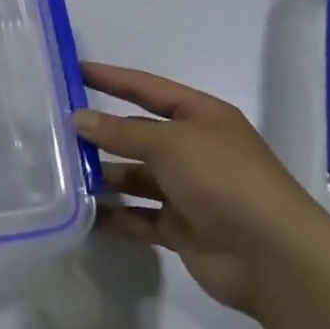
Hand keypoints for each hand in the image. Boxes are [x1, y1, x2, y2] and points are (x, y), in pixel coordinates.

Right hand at [76, 62, 329, 318]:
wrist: (274, 258)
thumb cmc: (224, 180)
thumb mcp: (170, 143)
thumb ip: (120, 132)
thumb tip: (78, 118)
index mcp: (200, 117)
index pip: (147, 89)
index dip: (111, 78)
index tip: (73, 70)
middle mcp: (194, 149)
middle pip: (138, 135)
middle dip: (101, 134)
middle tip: (55, 133)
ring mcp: (188, 190)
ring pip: (135, 177)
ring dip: (104, 177)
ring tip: (61, 176)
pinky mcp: (181, 228)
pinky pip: (139, 216)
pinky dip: (115, 216)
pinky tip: (84, 216)